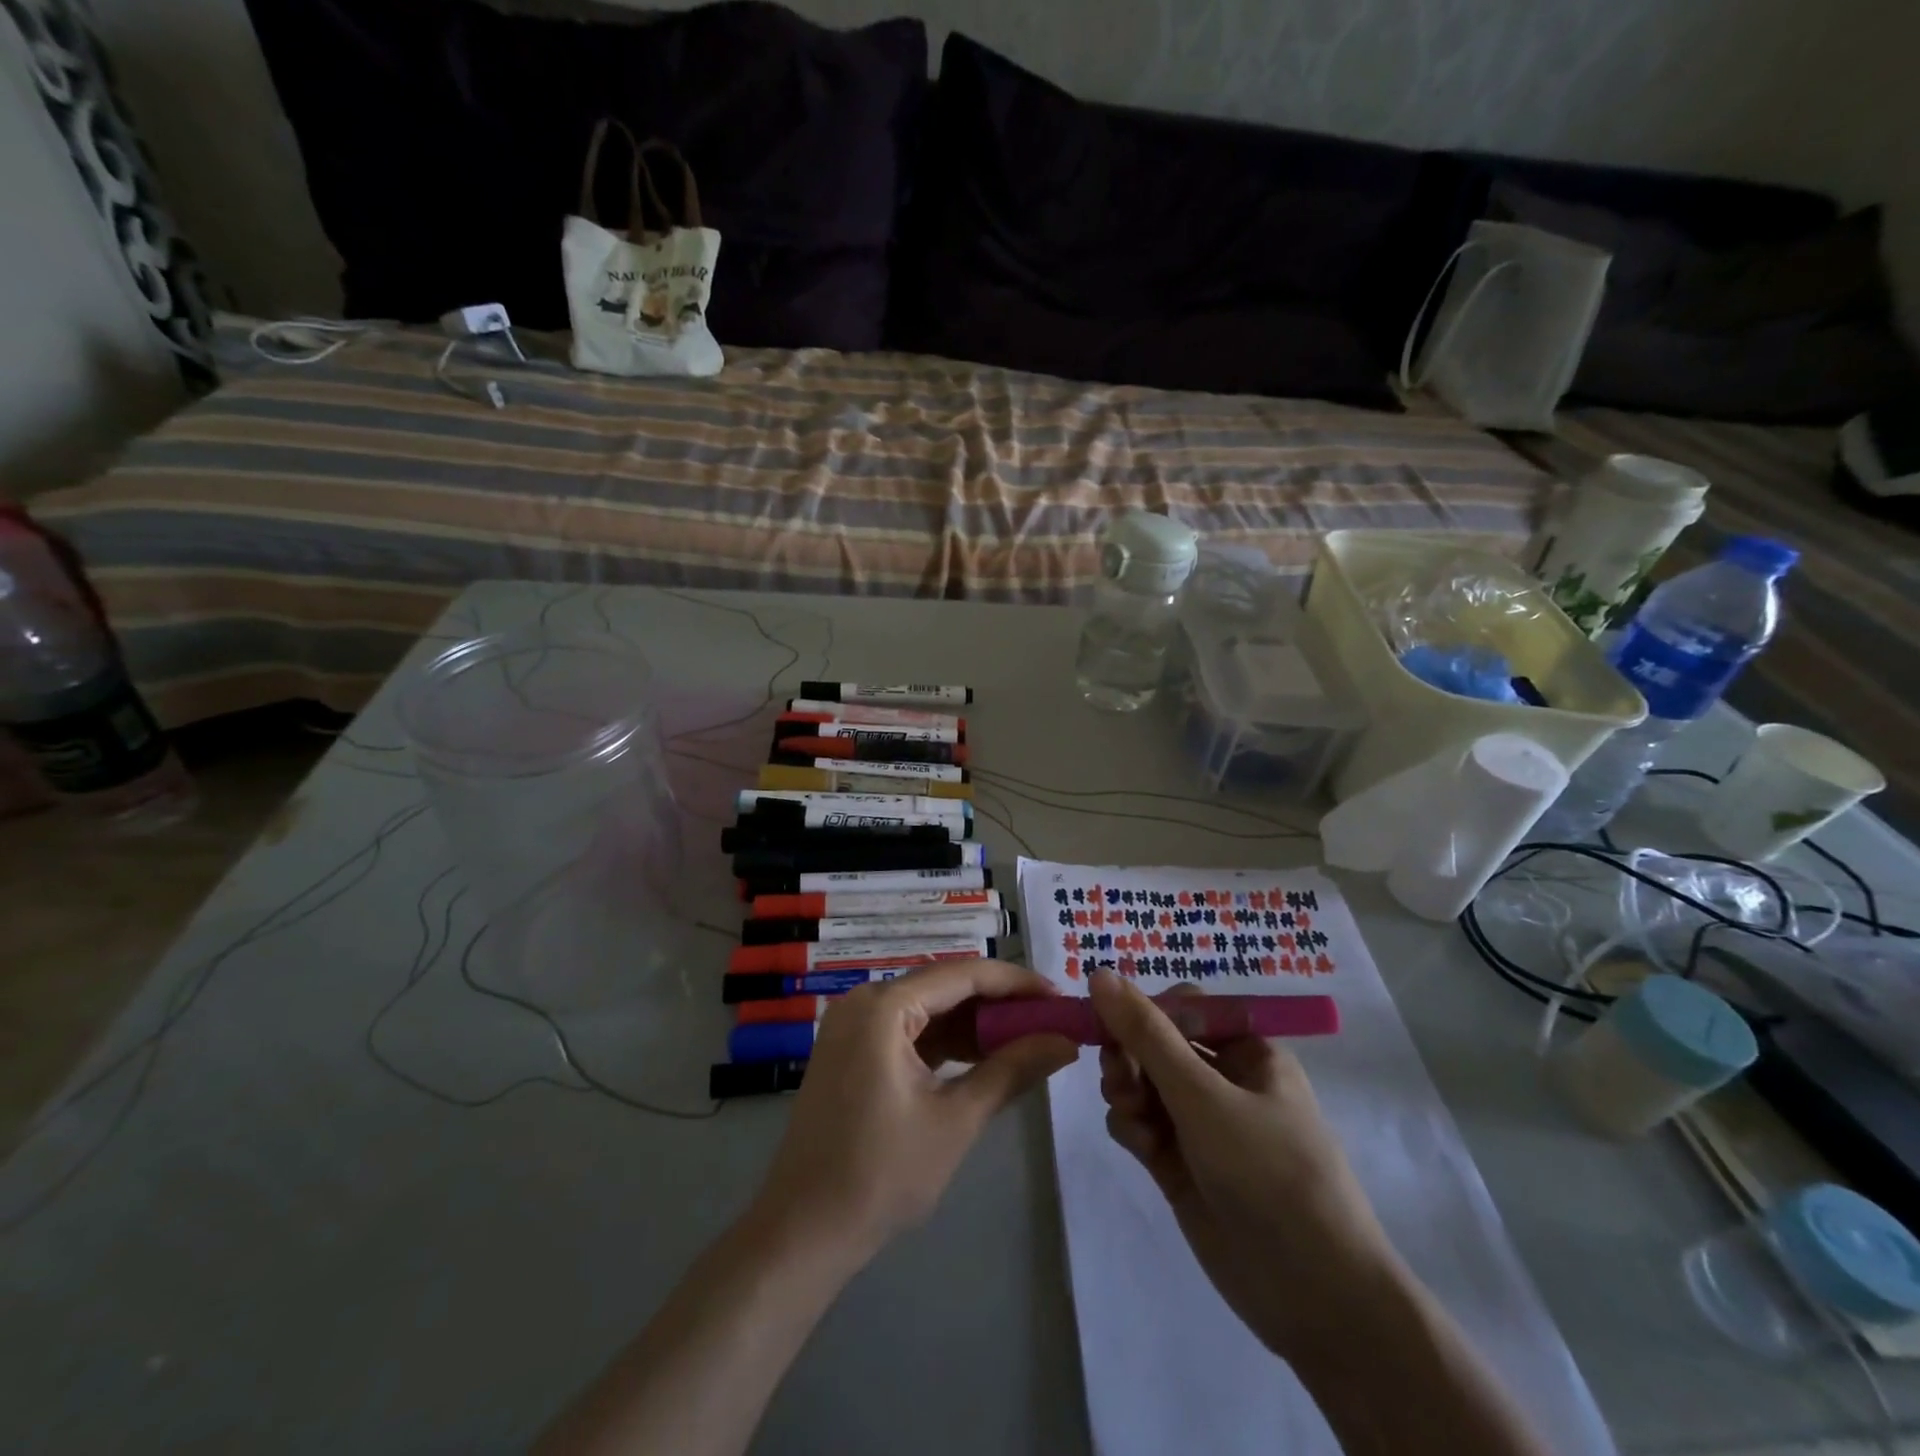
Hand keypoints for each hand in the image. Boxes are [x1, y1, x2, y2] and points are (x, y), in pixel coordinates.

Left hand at [752, 959, 1077, 1270]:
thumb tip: (1065, 1041)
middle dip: (999, 1004)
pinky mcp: (854, 1051)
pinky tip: (985, 1057)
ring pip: (930, 1009)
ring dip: (976, 1024)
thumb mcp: (957, 1120)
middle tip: (1050, 1021)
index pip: (963, 975)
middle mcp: (865, 1001)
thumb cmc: (881, 1174)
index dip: (1017, 983)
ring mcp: (855, 1026)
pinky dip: (948, 1042)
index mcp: (883, 1006)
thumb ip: (1012, 1070)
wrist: (804, 1232)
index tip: (1061, 997)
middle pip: (946, 987)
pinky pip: (911, 1032)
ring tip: (1028, 1039)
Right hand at [1089, 970, 1404, 1362]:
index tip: (1107, 1022)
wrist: (1315, 1297)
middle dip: (1130, 1055)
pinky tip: (1140, 1146)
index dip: (1144, 1010)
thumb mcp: (1204, 1095)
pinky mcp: (1182, 1164)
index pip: (1184, 1006)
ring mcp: (1202, 1125)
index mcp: (1248, 1050)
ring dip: (1127, 1090)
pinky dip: (1132, 1126)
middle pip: (1156, 1044)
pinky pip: (1142, 1124)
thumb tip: (1099, 973)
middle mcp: (1224, 1080)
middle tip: (1115, 1075)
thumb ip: (1146, 1035)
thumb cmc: (1269, 1173)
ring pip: (1143, 1083)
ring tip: (1130, 1114)